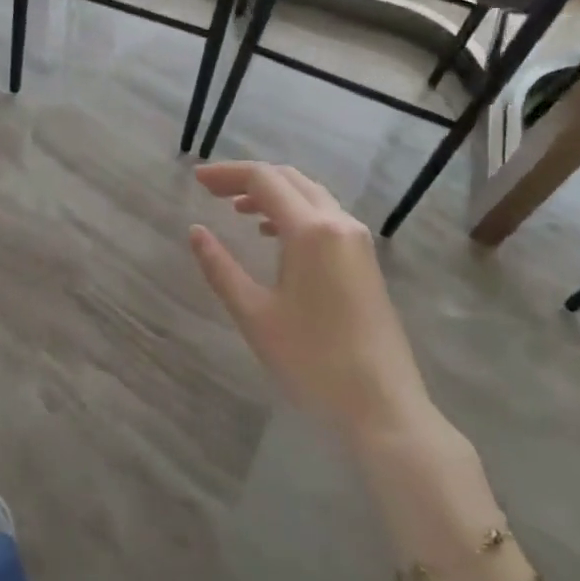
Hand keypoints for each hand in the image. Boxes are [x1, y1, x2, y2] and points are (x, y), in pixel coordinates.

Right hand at [190, 162, 432, 437]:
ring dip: (273, 194)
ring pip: (310, 196)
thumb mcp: (255, 314)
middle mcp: (339, 223)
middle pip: (290, 179)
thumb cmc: (312, 360)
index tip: (196, 178)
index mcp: (311, 230)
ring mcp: (357, 241)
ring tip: (237, 209)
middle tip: (212, 190)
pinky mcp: (365, 260)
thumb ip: (220, 267)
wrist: (383, 406)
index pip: (264, 180)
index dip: (227, 174)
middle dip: (249, 178)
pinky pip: (325, 216)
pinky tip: (273, 235)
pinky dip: (294, 212)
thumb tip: (196, 231)